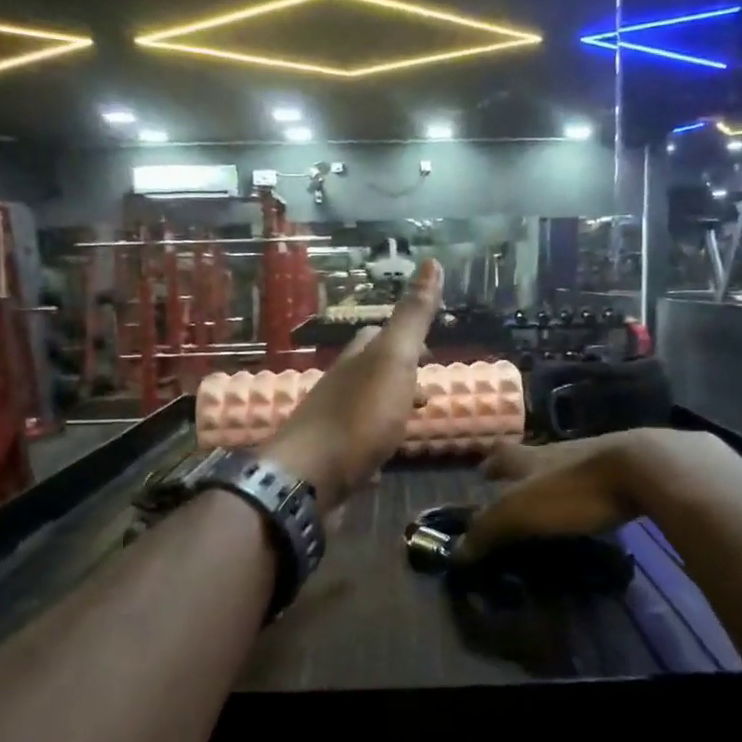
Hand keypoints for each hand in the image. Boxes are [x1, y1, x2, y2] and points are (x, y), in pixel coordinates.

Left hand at [262, 259, 443, 510]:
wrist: (309, 479)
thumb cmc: (359, 417)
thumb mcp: (394, 360)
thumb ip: (413, 317)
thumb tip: (432, 262)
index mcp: (356, 361)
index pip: (378, 336)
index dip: (405, 337)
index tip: (431, 350)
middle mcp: (340, 387)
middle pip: (371, 371)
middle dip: (400, 374)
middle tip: (429, 390)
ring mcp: (333, 425)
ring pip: (366, 406)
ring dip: (391, 408)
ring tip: (415, 421)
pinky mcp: (331, 460)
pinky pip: (359, 442)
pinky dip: (377, 441)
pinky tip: (387, 457)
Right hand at [458, 428, 720, 561]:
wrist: (644, 468)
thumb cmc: (573, 489)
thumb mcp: (522, 511)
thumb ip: (489, 529)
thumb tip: (456, 553)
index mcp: (529, 458)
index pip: (501, 456)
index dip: (490, 465)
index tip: (482, 472)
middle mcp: (558, 451)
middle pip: (532, 457)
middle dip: (520, 472)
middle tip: (514, 489)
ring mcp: (594, 456)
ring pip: (564, 465)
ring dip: (553, 479)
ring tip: (551, 500)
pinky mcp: (624, 468)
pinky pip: (596, 478)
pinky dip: (586, 490)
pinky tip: (592, 504)